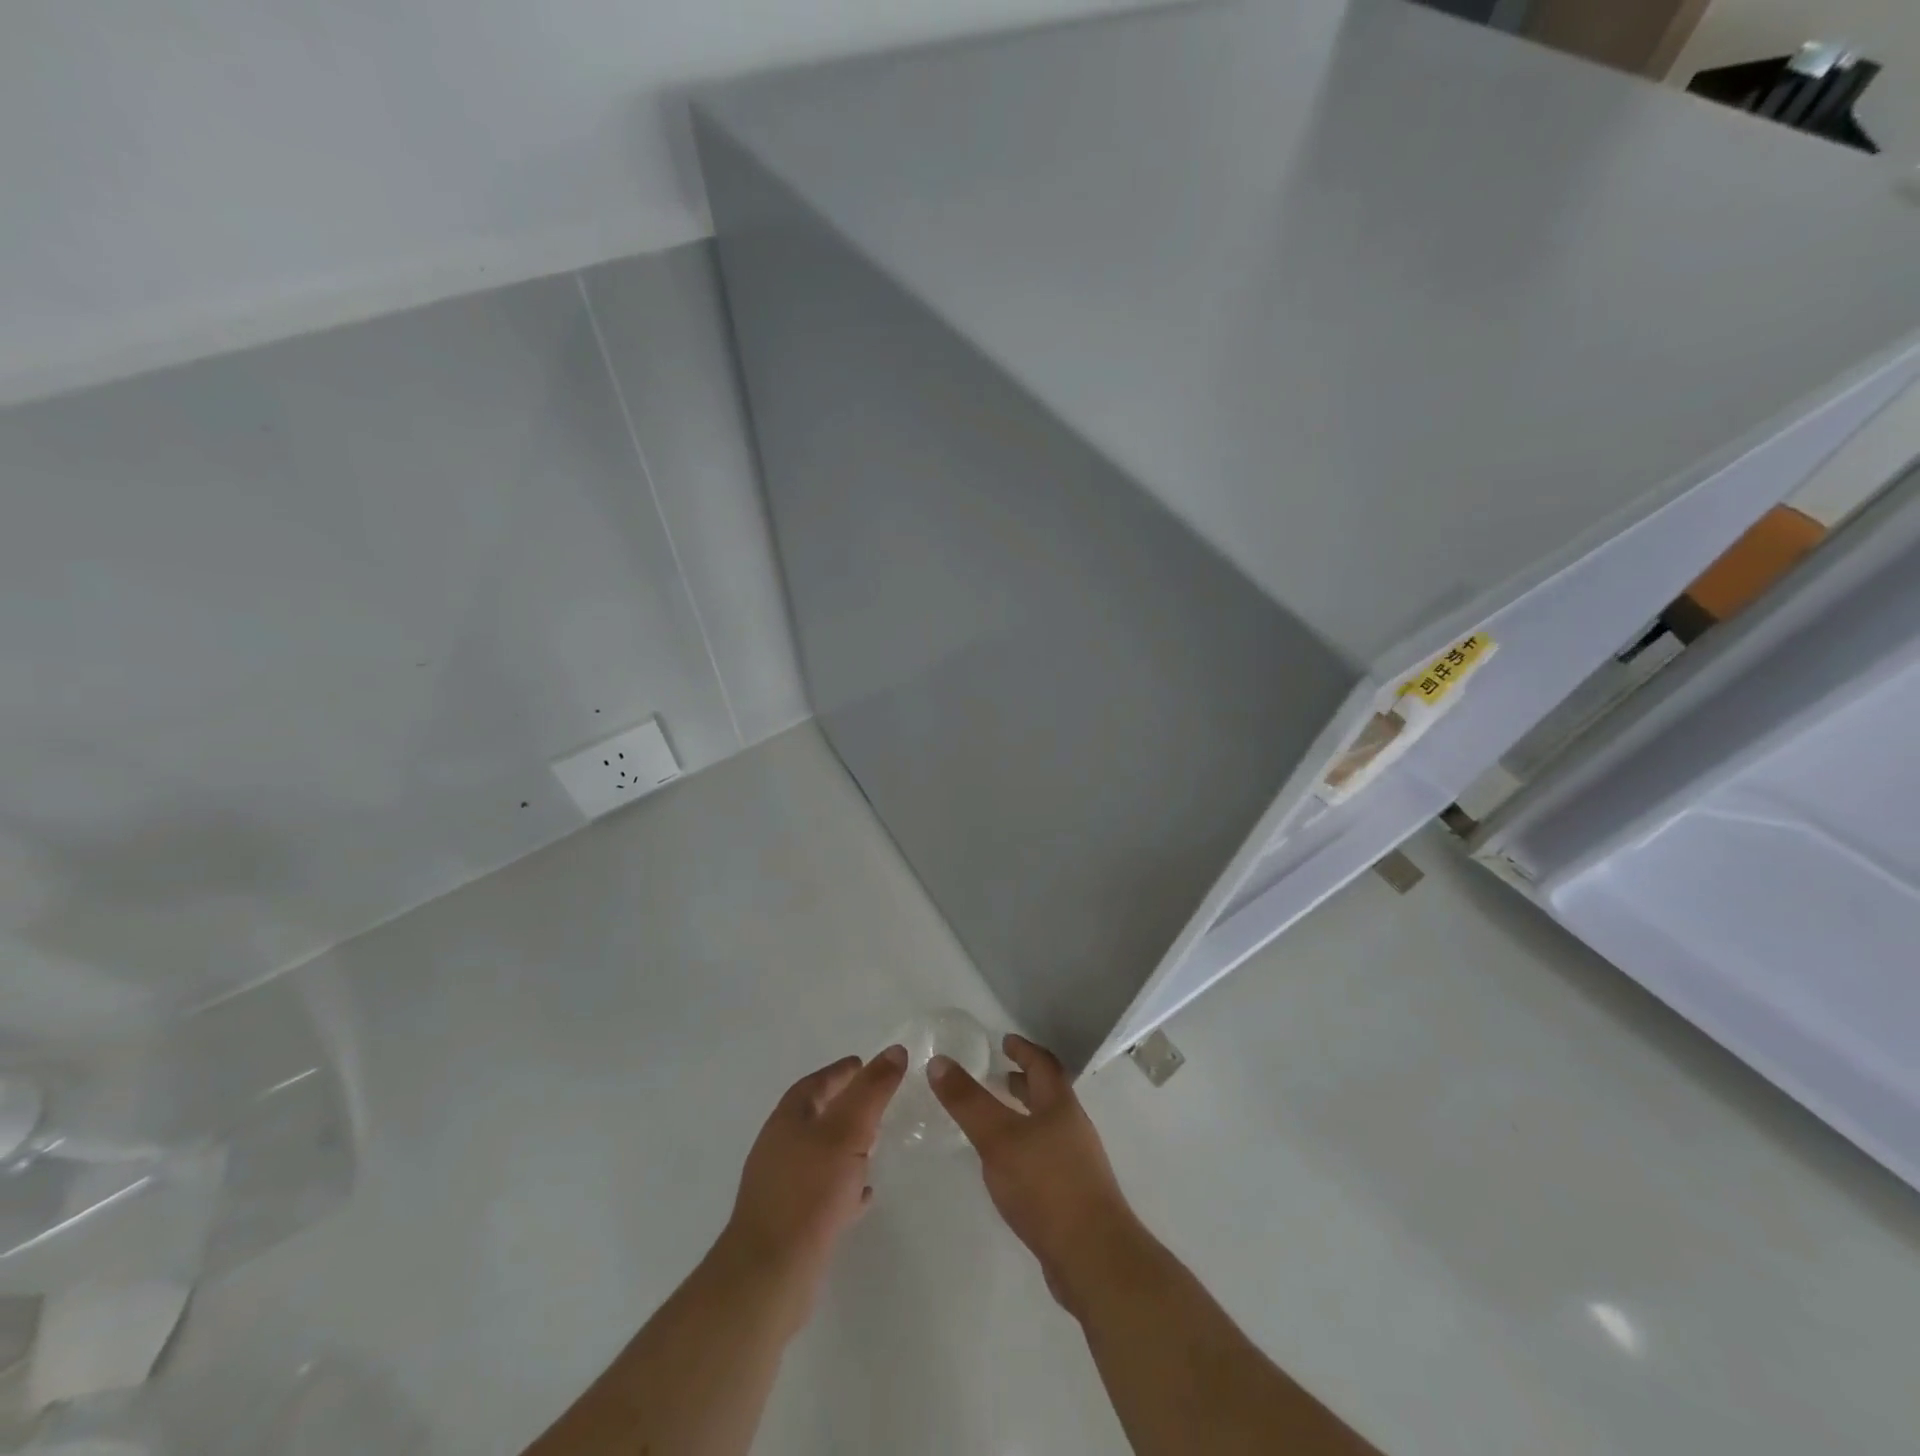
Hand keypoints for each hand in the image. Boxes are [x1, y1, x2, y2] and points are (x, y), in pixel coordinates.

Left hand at [718, 1046, 907, 1321]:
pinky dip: (844, 1184)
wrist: (770, 1275)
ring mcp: (781, 1187)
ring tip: (875, 1145)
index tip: (865, 1064)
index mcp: (787, 1120)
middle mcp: (779, 1148)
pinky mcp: (790, 1222)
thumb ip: (872, 1090)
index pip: (816, 1083)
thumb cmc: (809, 1191)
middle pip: (815, 1116)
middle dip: (844, 1106)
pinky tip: (864, 1194)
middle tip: (876, 1103)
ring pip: (819, 1154)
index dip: (841, 1072)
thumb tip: (895, 1050)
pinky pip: (822, 1192)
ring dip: (845, 1146)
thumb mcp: (848, 1130)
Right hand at [929, 1034, 1141, 1314]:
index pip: (1043, 1064)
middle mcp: (1073, 1127)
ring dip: (1025, 1115)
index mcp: (1060, 1105)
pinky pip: (1047, 1156)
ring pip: (1048, 1126)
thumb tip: (939, 1061)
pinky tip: (1009, 1166)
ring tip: (997, 1118)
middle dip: (1024, 1081)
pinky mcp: (1074, 1196)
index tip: (1005, 1040)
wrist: (1093, 1257)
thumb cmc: (1046, 1185)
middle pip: (1049, 1094)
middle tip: (998, 1074)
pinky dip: (1027, 1147)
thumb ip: (968, 1101)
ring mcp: (1077, 1163)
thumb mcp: (998, 1137)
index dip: (1024, 1050)